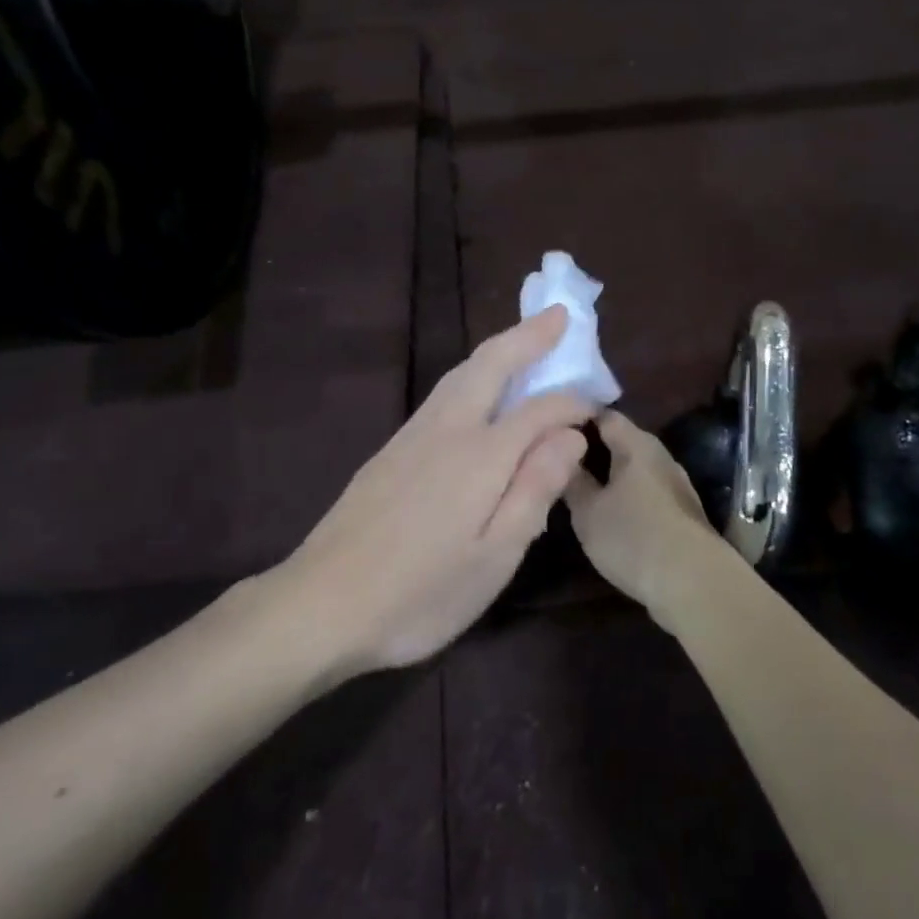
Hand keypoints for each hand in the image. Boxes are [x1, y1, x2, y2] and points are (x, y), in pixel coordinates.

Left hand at [277, 307, 591, 673]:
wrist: (321, 604)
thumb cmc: (420, 593)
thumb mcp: (494, 557)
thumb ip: (535, 489)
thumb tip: (571, 435)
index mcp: (480, 455)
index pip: (540, 410)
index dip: (572, 402)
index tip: (597, 404)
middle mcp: (447, 429)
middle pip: (491, 364)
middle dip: (528, 335)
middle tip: (558, 314)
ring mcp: (413, 435)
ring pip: (461, 372)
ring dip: (498, 348)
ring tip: (525, 338)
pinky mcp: (391, 449)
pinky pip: (444, 392)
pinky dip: (473, 372)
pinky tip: (477, 388)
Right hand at [564, 412, 725, 615]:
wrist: (695, 582)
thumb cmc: (633, 538)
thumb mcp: (588, 513)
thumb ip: (573, 481)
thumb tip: (562, 455)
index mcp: (636, 444)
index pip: (604, 415)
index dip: (577, 418)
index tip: (552, 432)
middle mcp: (660, 454)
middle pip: (622, 440)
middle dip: (593, 448)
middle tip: (561, 462)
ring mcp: (676, 482)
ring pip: (635, 467)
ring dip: (612, 474)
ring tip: (582, 488)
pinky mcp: (683, 509)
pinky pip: (647, 489)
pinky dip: (628, 494)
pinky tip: (612, 512)